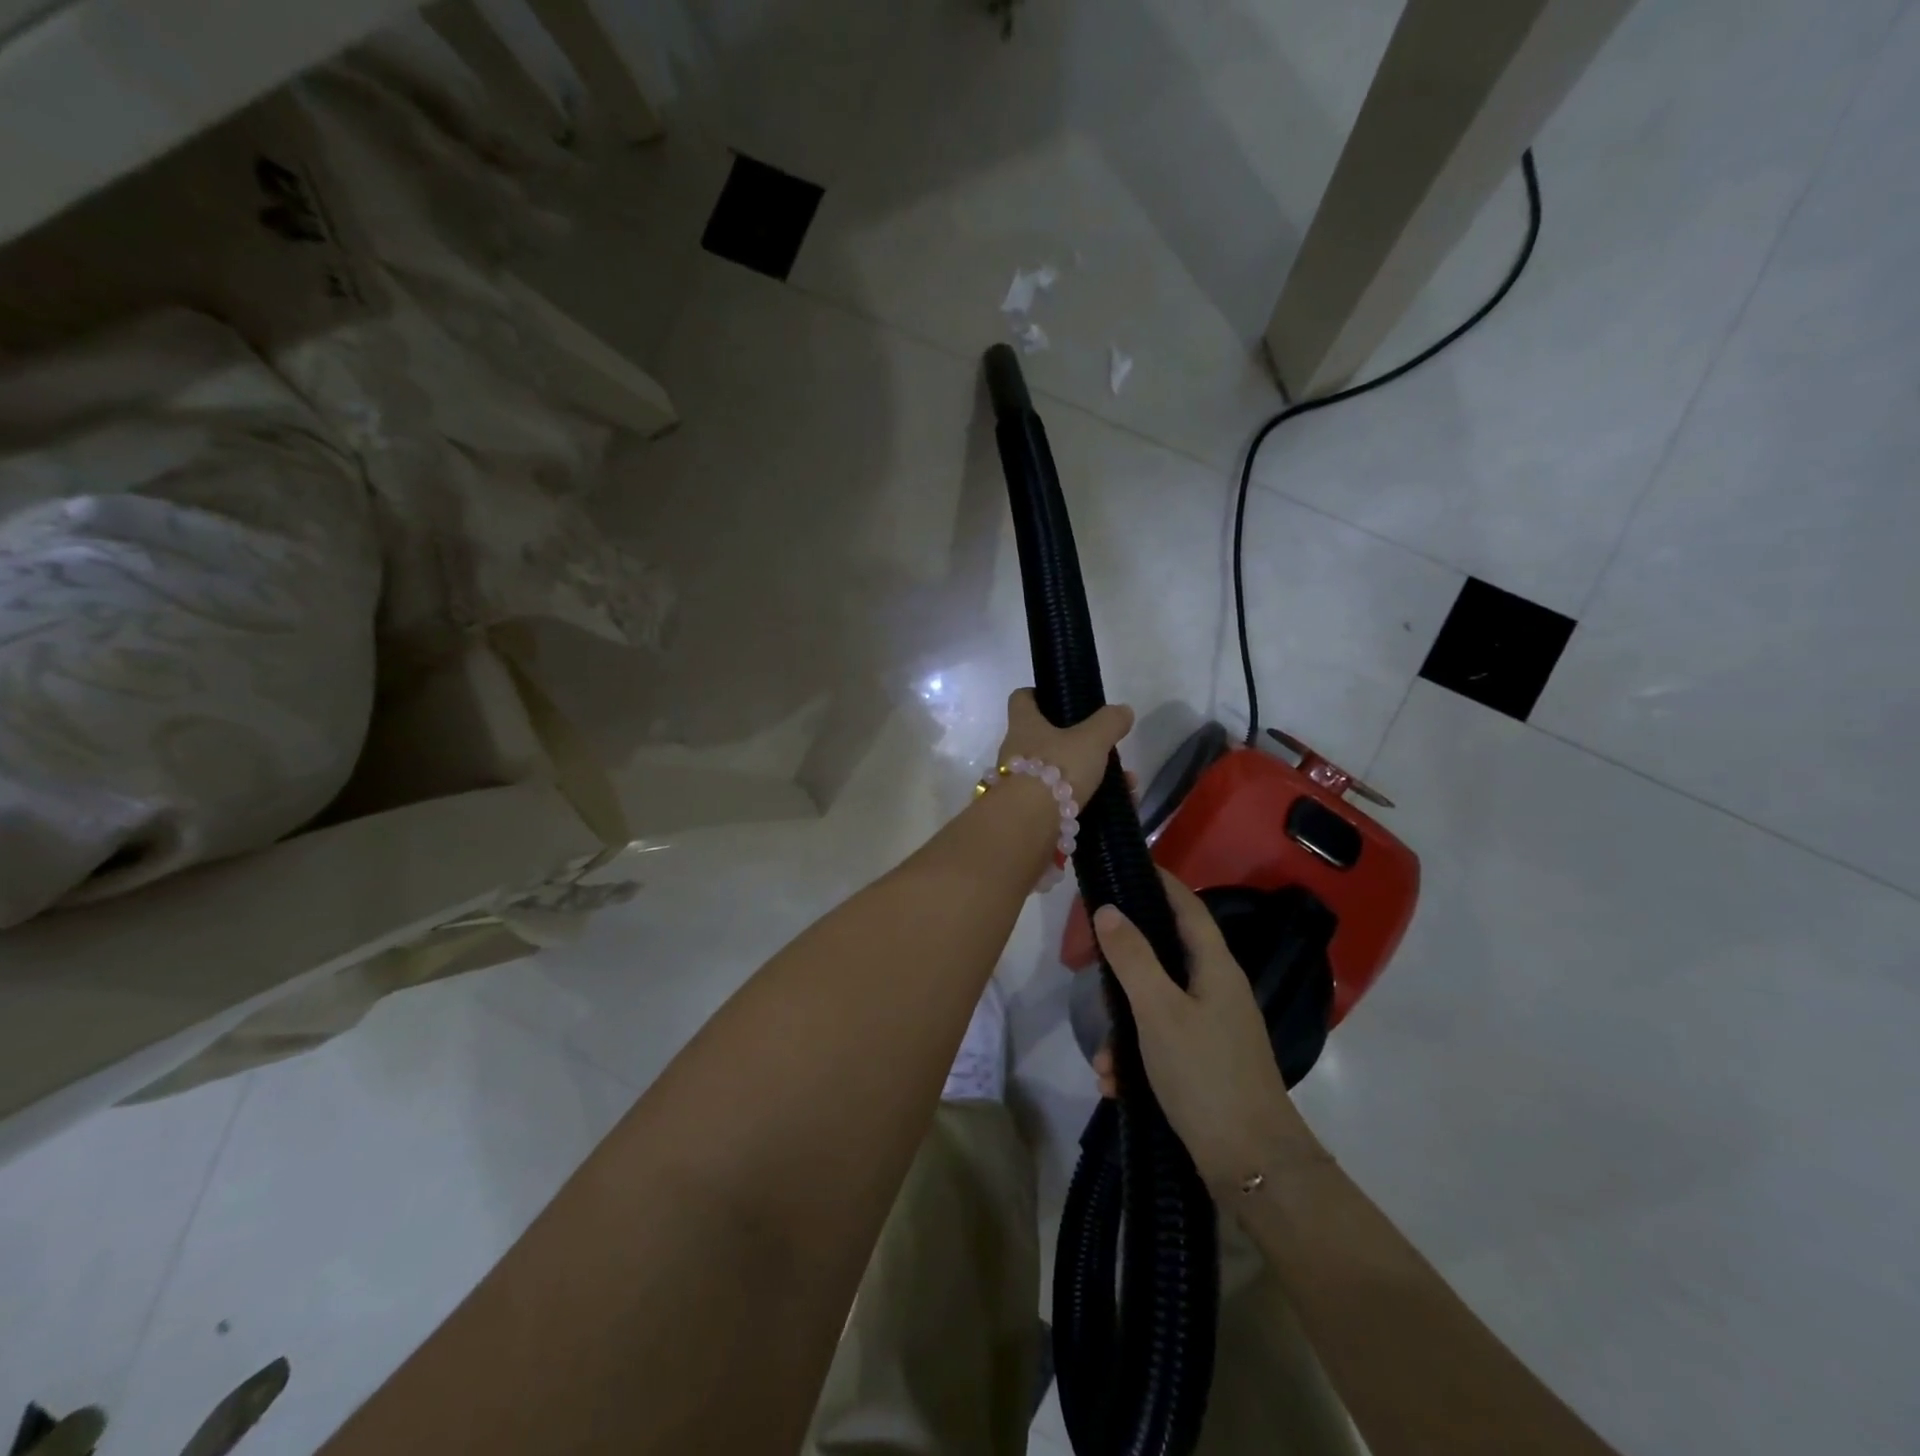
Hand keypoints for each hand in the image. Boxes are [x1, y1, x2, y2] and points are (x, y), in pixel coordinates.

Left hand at [994, 689, 1133, 806]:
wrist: (1028, 825)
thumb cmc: (1056, 768)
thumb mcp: (1091, 740)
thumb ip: (1109, 723)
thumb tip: (1122, 711)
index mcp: (1024, 725)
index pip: (1022, 699)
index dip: (1039, 695)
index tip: (1061, 701)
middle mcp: (1015, 752)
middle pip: (1047, 740)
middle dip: (1082, 747)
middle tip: (1109, 753)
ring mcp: (1020, 785)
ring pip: (1060, 774)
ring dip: (1092, 778)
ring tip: (1126, 786)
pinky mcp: (1029, 814)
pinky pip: (1063, 803)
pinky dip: (1089, 803)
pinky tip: (1115, 809)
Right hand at [1091, 869, 1322, 1193]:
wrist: (1253, 1166)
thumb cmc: (1205, 1075)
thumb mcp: (1158, 1012)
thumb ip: (1132, 958)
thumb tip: (1109, 909)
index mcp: (1215, 968)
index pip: (1188, 907)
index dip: (1161, 882)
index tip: (1130, 865)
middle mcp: (1217, 990)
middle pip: (1165, 955)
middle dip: (1124, 967)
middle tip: (1090, 964)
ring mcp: (1213, 1028)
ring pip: (1156, 1005)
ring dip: (1124, 1029)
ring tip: (1104, 1064)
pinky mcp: (1205, 1062)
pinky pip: (1161, 1042)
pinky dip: (1136, 1058)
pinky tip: (1116, 1086)